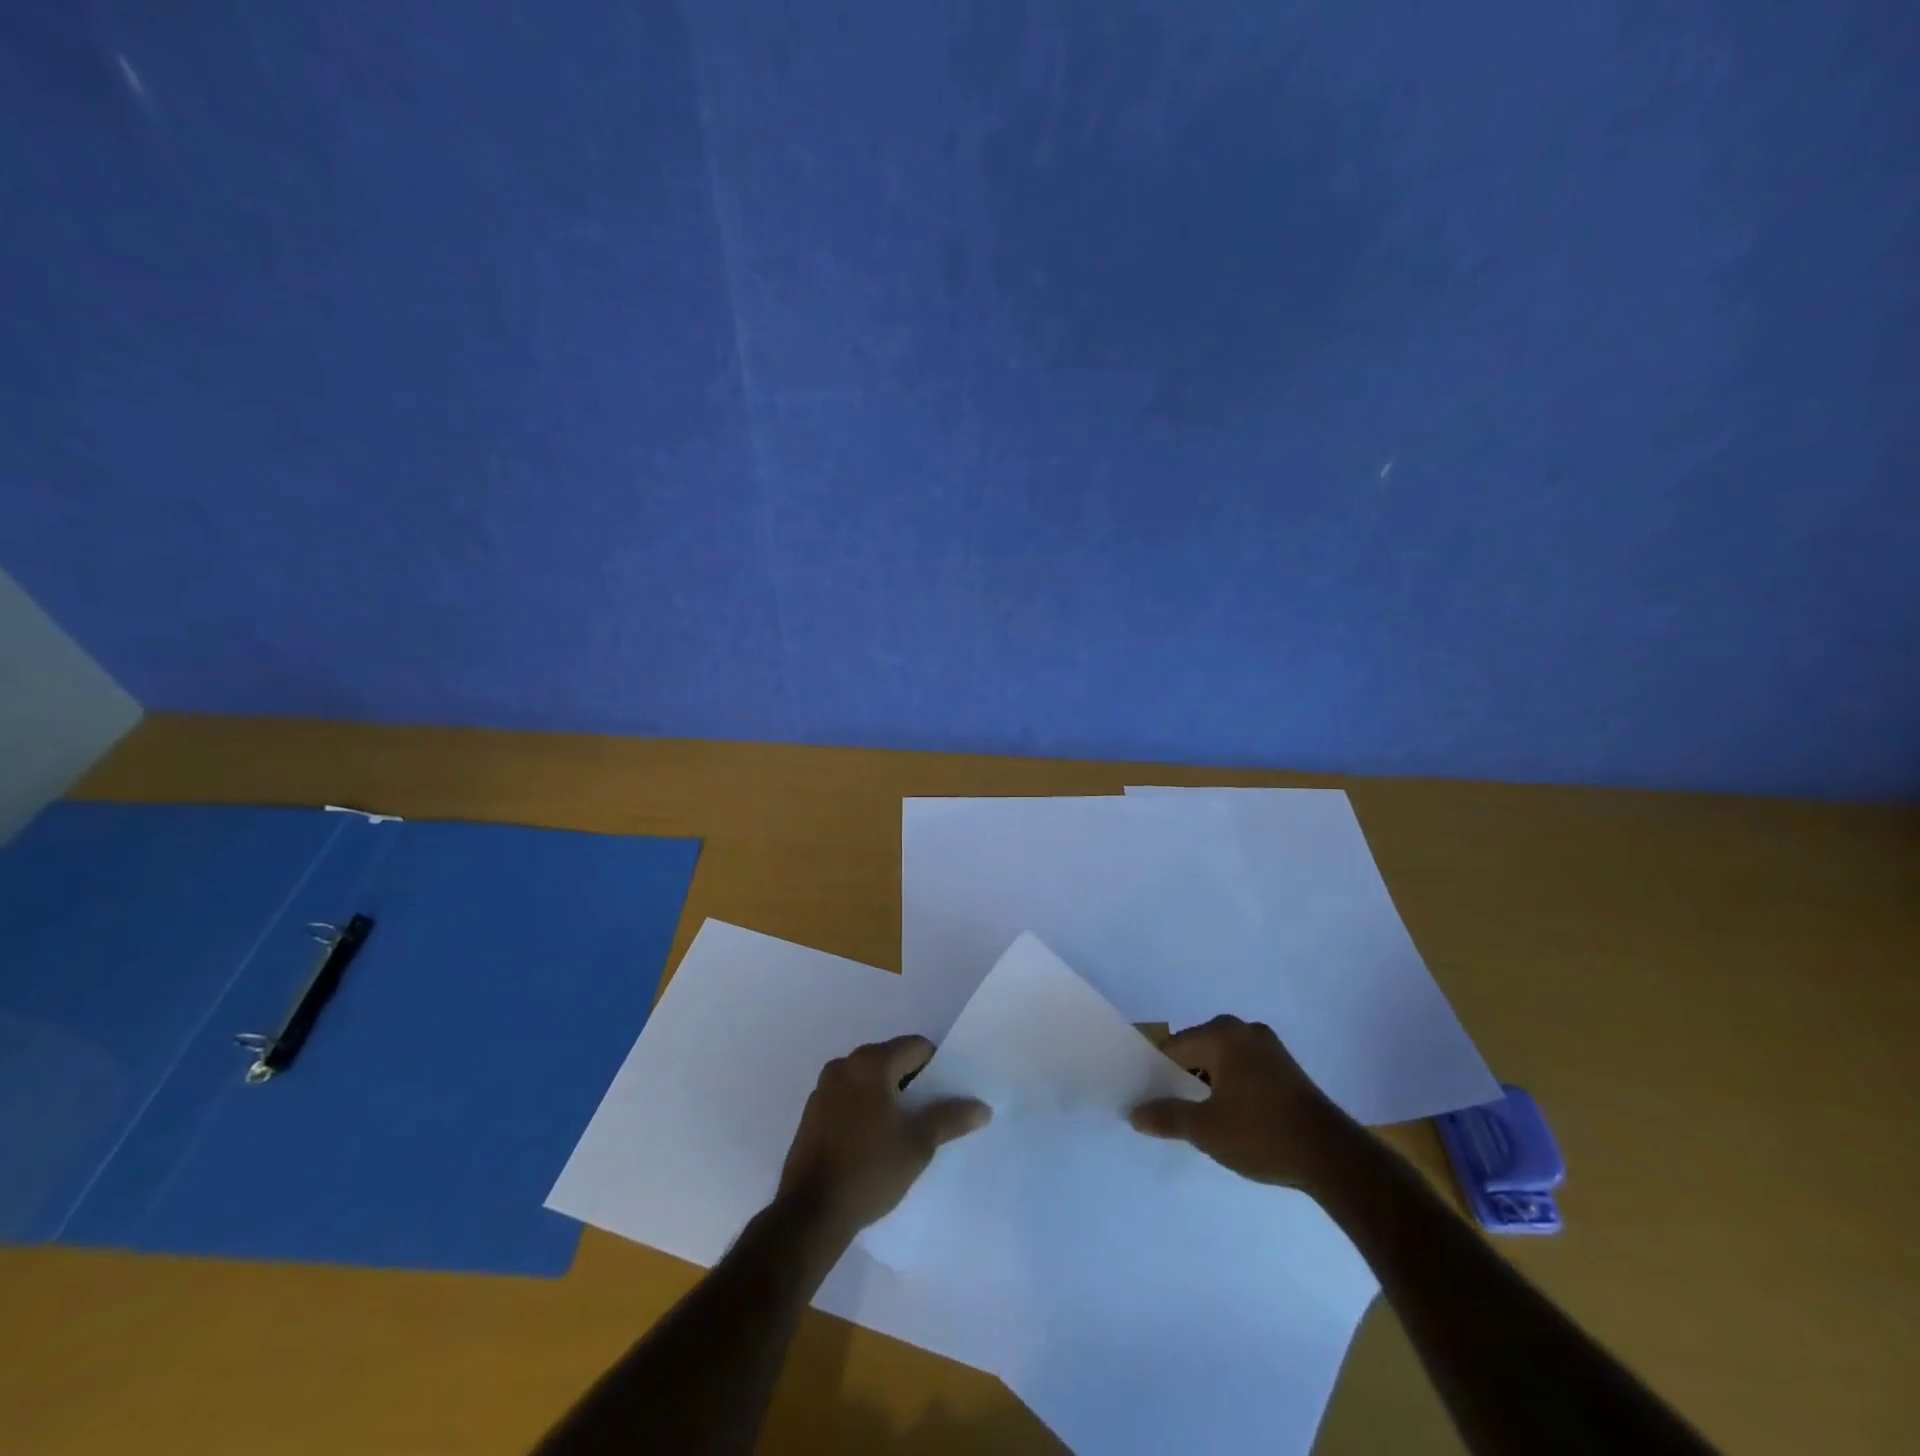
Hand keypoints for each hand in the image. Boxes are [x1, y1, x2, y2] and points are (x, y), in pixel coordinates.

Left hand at [778, 1035, 990, 1240]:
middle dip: (912, 1082)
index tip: (945, 1097)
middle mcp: (845, 1064)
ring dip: (888, 1096)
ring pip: (869, 1079)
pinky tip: (873, 1141)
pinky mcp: (812, 1112)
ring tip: (903, 1131)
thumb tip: (983, 1107)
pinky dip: (865, 1107)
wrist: (810, 1214)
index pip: (916, 1046)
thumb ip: (951, 1118)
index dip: (936, 1068)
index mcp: (871, 1063)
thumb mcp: (918, 1145)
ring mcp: (824, 1087)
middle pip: (891, 1059)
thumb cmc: (869, 1170)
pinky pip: (849, 1096)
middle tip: (929, 1116)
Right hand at [1130, 1015, 1355, 1188]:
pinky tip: (1234, 1116)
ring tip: (1205, 1118)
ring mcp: (1269, 1046)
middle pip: (1198, 1049)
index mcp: (1221, 1035)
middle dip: (1184, 1077)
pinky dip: (1232, 1085)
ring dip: (1209, 1083)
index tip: (1154, 1102)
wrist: (1333, 1157)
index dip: (1159, 1075)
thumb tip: (1134, 1113)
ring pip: (1222, 1059)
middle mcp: (1243, 1030)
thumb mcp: (1206, 1129)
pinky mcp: (1286, 1066)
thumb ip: (1167, 1117)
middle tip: (1177, 1111)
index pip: (1174, 1047)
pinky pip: (1244, 1067)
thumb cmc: (1262, 1134)